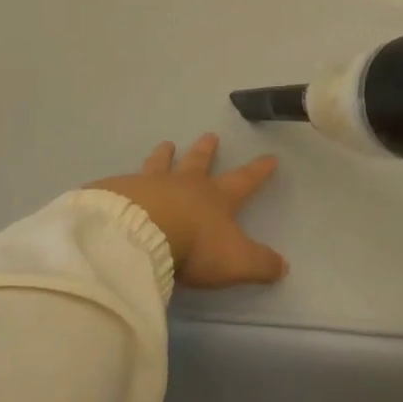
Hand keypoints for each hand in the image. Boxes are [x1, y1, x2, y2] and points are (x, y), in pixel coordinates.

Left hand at [95, 134, 286, 288]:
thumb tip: (283, 266)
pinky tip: (119, 181)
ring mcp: (151, 185)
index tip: (269, 156)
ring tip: (166, 144)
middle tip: (210, 135)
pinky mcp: (121, 193)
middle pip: (198, 162)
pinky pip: (124, 183)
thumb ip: (260, 264)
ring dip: (165, 155)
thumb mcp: (236, 260)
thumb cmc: (195, 245)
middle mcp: (185, 184)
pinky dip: (125, 181)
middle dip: (206, 150)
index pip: (243, 180)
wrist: (142, 234)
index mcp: (215, 197)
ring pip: (161, 164)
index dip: (258, 170)